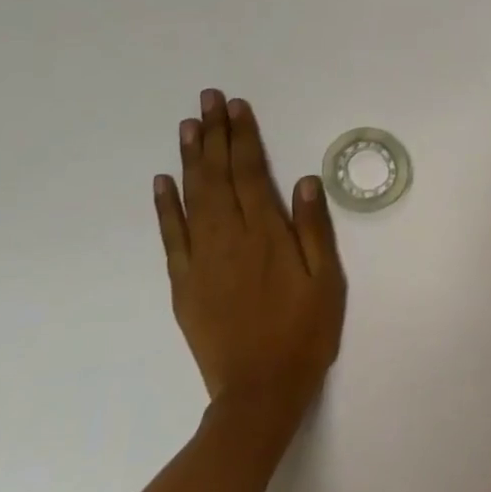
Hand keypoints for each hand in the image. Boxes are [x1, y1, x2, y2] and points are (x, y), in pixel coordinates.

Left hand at [153, 91, 346, 427]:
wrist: (259, 392)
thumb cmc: (304, 332)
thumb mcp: (327, 280)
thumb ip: (314, 229)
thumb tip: (306, 180)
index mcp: (267, 235)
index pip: (252, 172)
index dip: (244, 137)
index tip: (236, 106)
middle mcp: (230, 238)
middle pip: (219, 176)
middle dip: (215, 134)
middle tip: (208, 98)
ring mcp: (201, 260)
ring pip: (193, 197)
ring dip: (190, 158)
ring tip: (189, 125)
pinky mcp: (183, 283)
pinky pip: (171, 236)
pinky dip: (165, 206)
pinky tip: (163, 181)